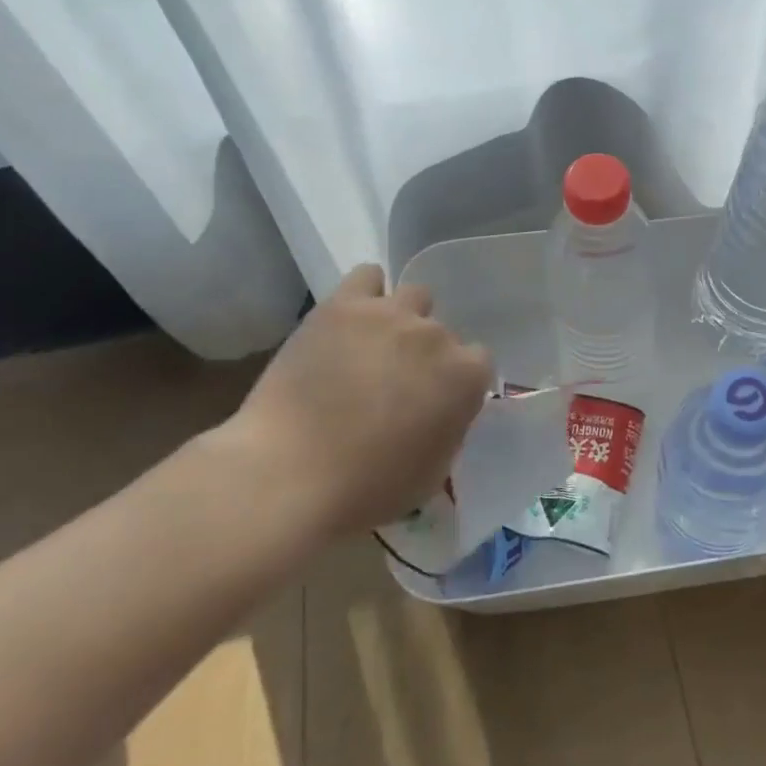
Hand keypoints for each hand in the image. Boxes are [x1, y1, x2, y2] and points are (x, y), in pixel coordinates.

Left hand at [223, 264, 493, 536]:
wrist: (287, 475)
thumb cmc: (366, 489)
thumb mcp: (432, 472)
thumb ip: (451, 428)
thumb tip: (444, 409)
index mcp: (465, 376)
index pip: (478, 361)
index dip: (456, 381)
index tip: (434, 400)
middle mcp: (436, 335)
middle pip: (441, 332)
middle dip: (424, 355)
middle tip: (395, 383)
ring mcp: (389, 315)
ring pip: (413, 296)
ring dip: (402, 319)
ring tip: (374, 346)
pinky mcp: (343, 305)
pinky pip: (368, 276)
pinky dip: (366, 293)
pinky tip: (353, 319)